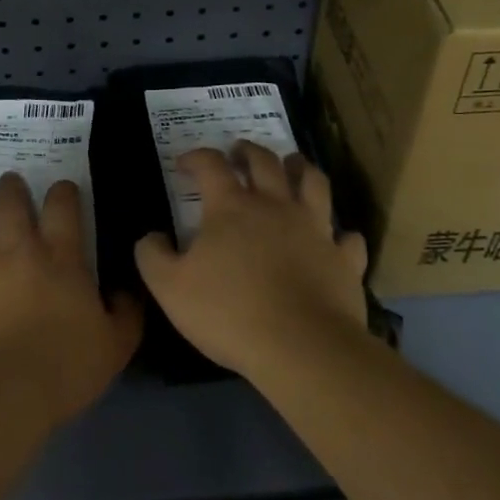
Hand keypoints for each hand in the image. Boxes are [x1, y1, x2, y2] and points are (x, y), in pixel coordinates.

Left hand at [0, 174, 141, 428]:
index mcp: (59, 258)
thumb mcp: (114, 346)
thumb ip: (125, 313)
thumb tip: (125, 290)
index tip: (63, 188)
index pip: (63, 207)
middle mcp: (15, 251)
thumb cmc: (64, 369)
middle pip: (9, 203)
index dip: (63, 192)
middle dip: (10, 188)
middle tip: (8, 182)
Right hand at [135, 142, 368, 379]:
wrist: (302, 347)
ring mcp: (315, 229)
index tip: (183, 163)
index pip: (210, 165)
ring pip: (314, 183)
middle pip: (265, 162)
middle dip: (248, 151)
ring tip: (293, 166)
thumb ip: (153, 257)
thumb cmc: (230, 313)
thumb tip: (151, 236)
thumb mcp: (170, 288)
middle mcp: (275, 206)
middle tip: (239, 152)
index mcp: (231, 207)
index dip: (195, 157)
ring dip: (301, 168)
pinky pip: (348, 237)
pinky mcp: (343, 259)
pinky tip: (336, 237)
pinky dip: (341, 233)